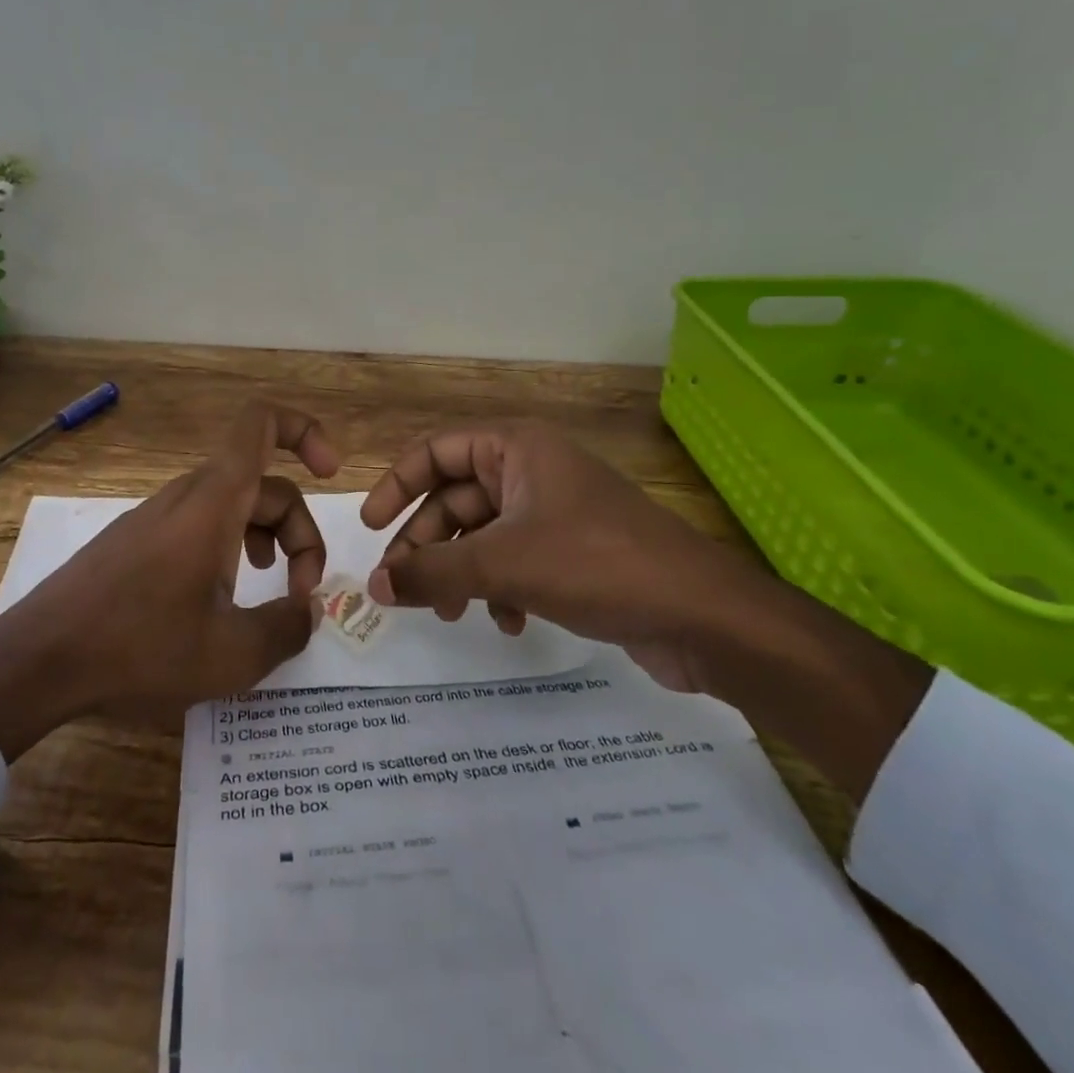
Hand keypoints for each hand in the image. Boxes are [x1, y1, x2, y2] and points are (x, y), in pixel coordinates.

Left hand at [0, 402, 336, 759]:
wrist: (37, 660)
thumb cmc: (139, 648)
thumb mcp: (231, 655)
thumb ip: (287, 629)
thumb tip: (310, 612)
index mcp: (214, 502)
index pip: (261, 424)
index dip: (305, 431)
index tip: (331, 473)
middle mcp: (188, 495)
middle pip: (263, 485)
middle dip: (298, 532)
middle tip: (301, 594)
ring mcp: (158, 515)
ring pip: (233, 506)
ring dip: (266, 539)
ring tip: (270, 589)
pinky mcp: (137, 539)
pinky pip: (201, 523)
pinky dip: (230, 547)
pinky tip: (221, 599)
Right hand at [360, 421, 771, 692]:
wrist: (703, 615)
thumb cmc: (597, 565)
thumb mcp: (504, 565)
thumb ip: (432, 573)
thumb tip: (372, 586)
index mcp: (517, 449)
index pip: (436, 452)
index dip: (397, 485)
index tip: (369, 528)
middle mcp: (533, 471)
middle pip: (456, 499)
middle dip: (428, 544)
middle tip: (401, 587)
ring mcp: (555, 512)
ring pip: (483, 535)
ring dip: (461, 572)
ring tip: (451, 615)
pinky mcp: (574, 552)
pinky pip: (516, 561)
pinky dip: (502, 589)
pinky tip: (510, 623)